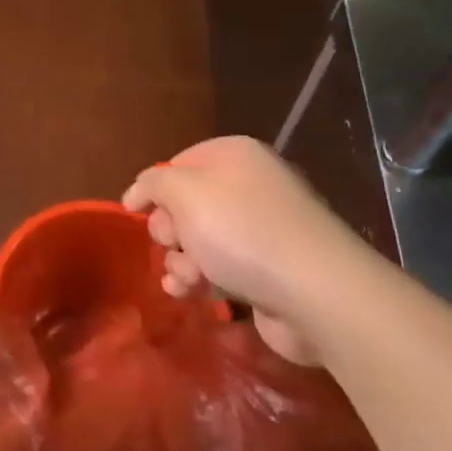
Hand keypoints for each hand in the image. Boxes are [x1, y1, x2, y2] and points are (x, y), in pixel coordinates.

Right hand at [122, 137, 368, 364]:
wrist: (317, 293)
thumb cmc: (241, 230)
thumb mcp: (182, 192)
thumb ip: (152, 183)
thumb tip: (139, 191)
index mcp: (234, 156)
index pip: (177, 163)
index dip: (153, 188)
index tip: (135, 212)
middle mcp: (250, 186)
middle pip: (186, 204)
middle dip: (170, 230)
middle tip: (173, 244)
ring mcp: (263, 230)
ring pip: (200, 241)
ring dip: (181, 261)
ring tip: (186, 280)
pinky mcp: (270, 270)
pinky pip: (222, 269)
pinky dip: (203, 280)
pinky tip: (191, 294)